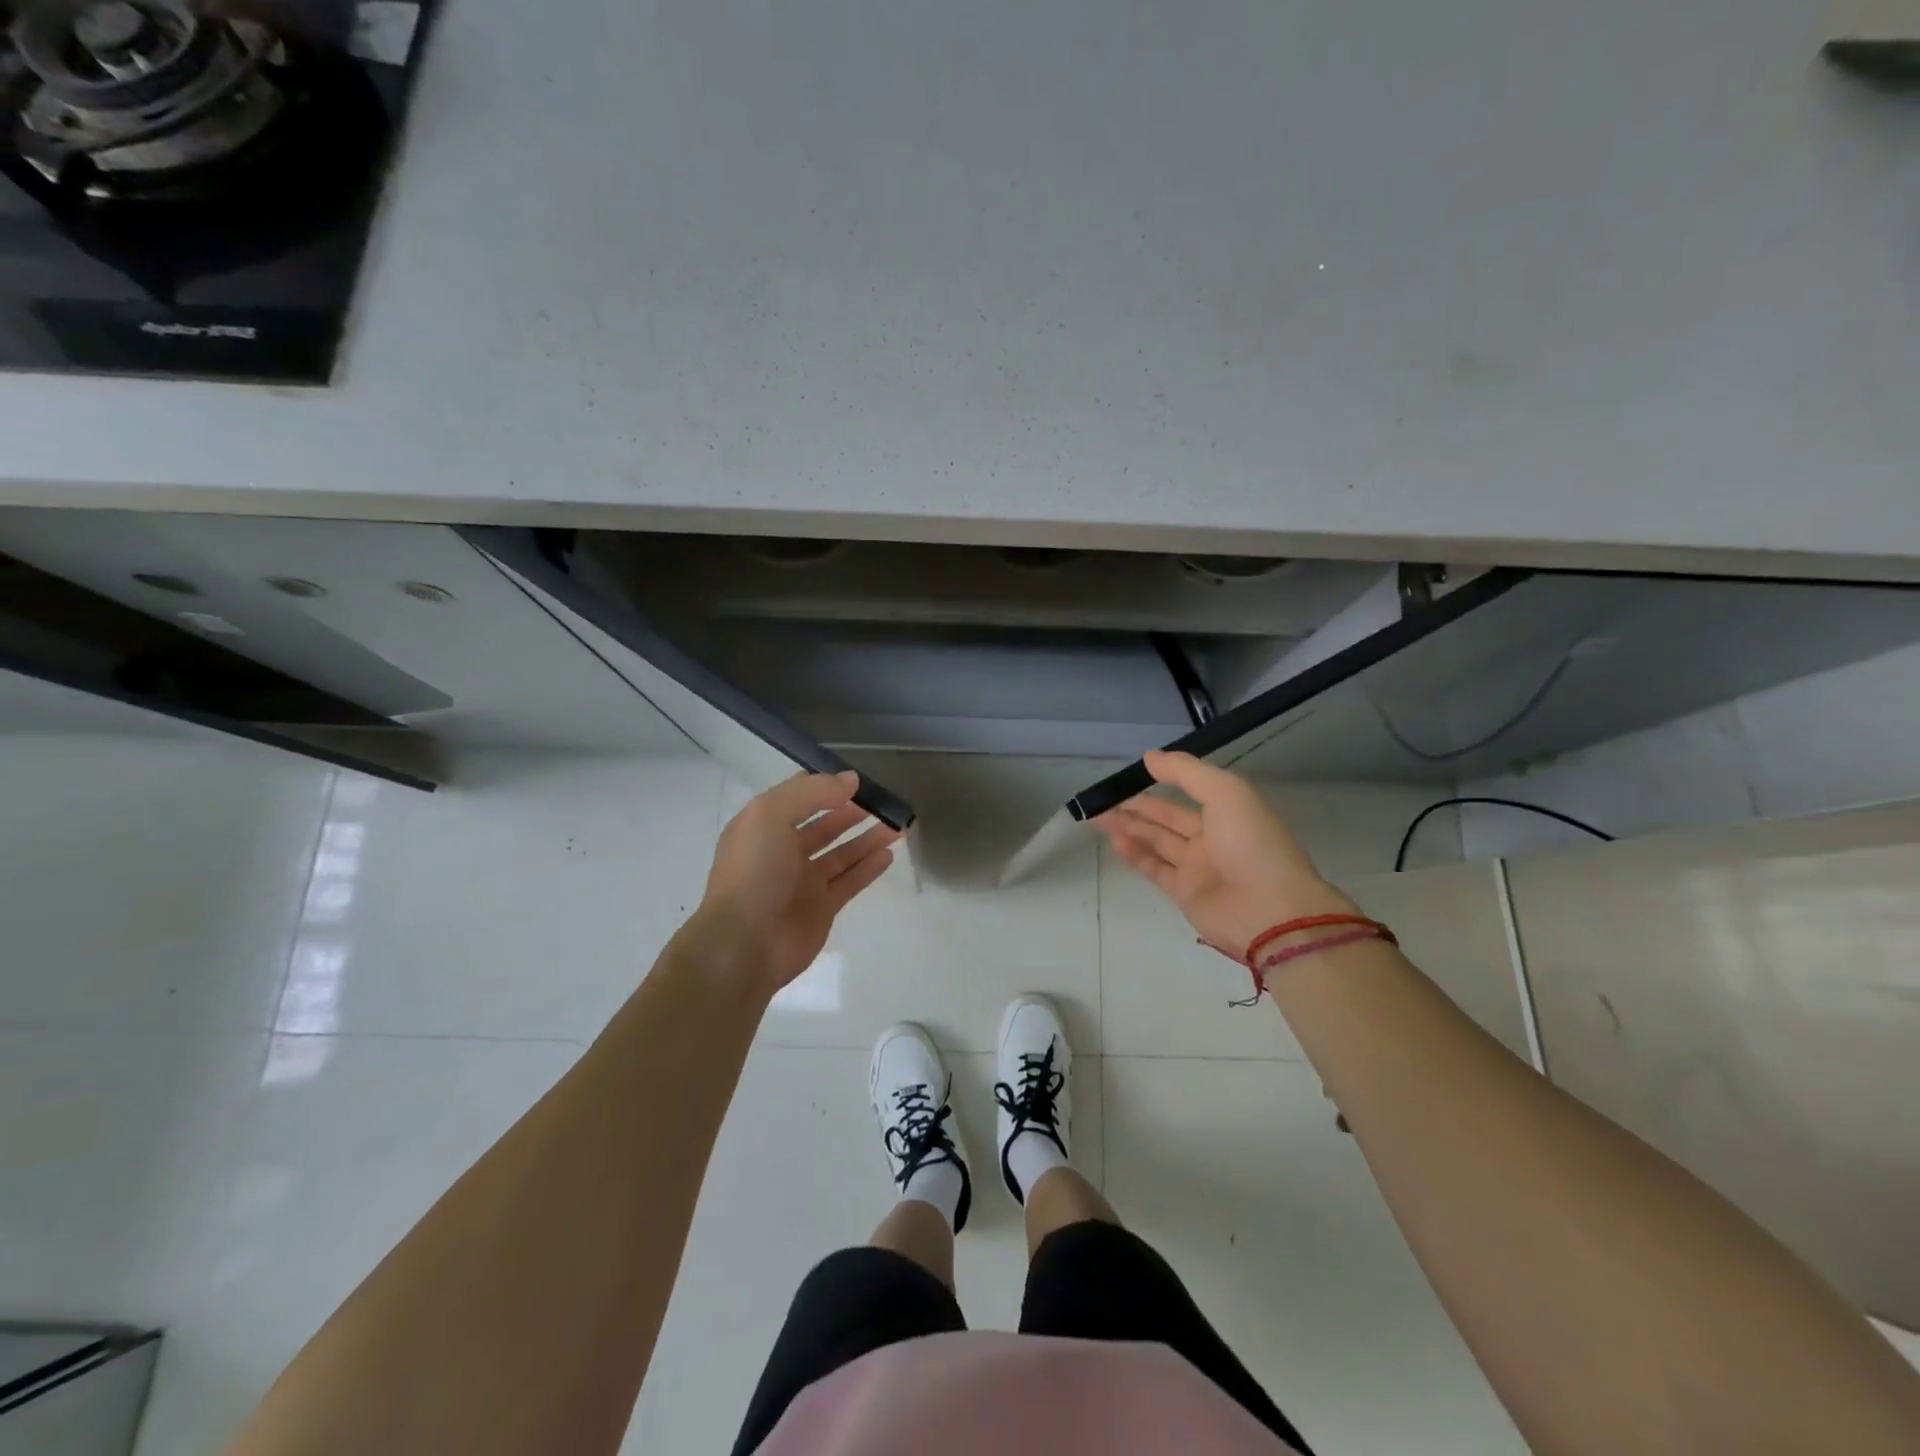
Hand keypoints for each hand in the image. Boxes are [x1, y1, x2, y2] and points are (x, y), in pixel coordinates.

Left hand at [689, 771, 900, 993]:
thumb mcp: (771, 815)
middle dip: (852, 811)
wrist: (744, 943)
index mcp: (764, 826)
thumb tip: (850, 780)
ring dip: (868, 837)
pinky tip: (889, 853)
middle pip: (825, 824)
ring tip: (897, 824)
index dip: (827, 785)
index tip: (858, 780)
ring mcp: (803, 881)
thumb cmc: (754, 871)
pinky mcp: (822, 908)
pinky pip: (851, 881)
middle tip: (884, 801)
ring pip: (842, 853)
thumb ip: (812, 792)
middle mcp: (783, 851)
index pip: (799, 797)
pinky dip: (869, 867)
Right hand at [1094, 751, 1356, 957]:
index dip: (1163, 779)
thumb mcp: (1225, 793)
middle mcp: (1212, 837)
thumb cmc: (1251, 843)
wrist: (1270, 910)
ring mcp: (1197, 866)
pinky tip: (1115, 841)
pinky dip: (1135, 855)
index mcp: (1229, 811)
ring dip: (1129, 828)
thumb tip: (1149, 756)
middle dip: (1137, 806)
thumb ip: (1186, 772)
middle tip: (1103, 798)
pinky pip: (1154, 868)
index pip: (1190, 789)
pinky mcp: (1184, 892)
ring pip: (1156, 841)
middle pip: (1167, 817)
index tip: (1133, 772)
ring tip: (1099, 817)